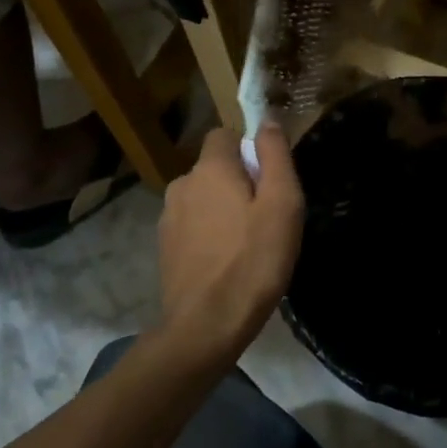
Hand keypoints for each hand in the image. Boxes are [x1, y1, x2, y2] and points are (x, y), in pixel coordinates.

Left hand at [156, 124, 304, 365]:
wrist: (206, 326)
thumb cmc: (254, 260)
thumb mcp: (282, 203)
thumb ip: (275, 156)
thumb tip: (267, 121)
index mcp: (210, 169)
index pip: (224, 135)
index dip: (248, 149)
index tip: (269, 178)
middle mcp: (182, 185)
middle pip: (214, 168)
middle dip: (238, 181)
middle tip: (266, 216)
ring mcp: (168, 218)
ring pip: (203, 198)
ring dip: (222, 209)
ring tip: (247, 243)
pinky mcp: (164, 248)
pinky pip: (193, 225)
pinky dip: (209, 234)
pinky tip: (226, 262)